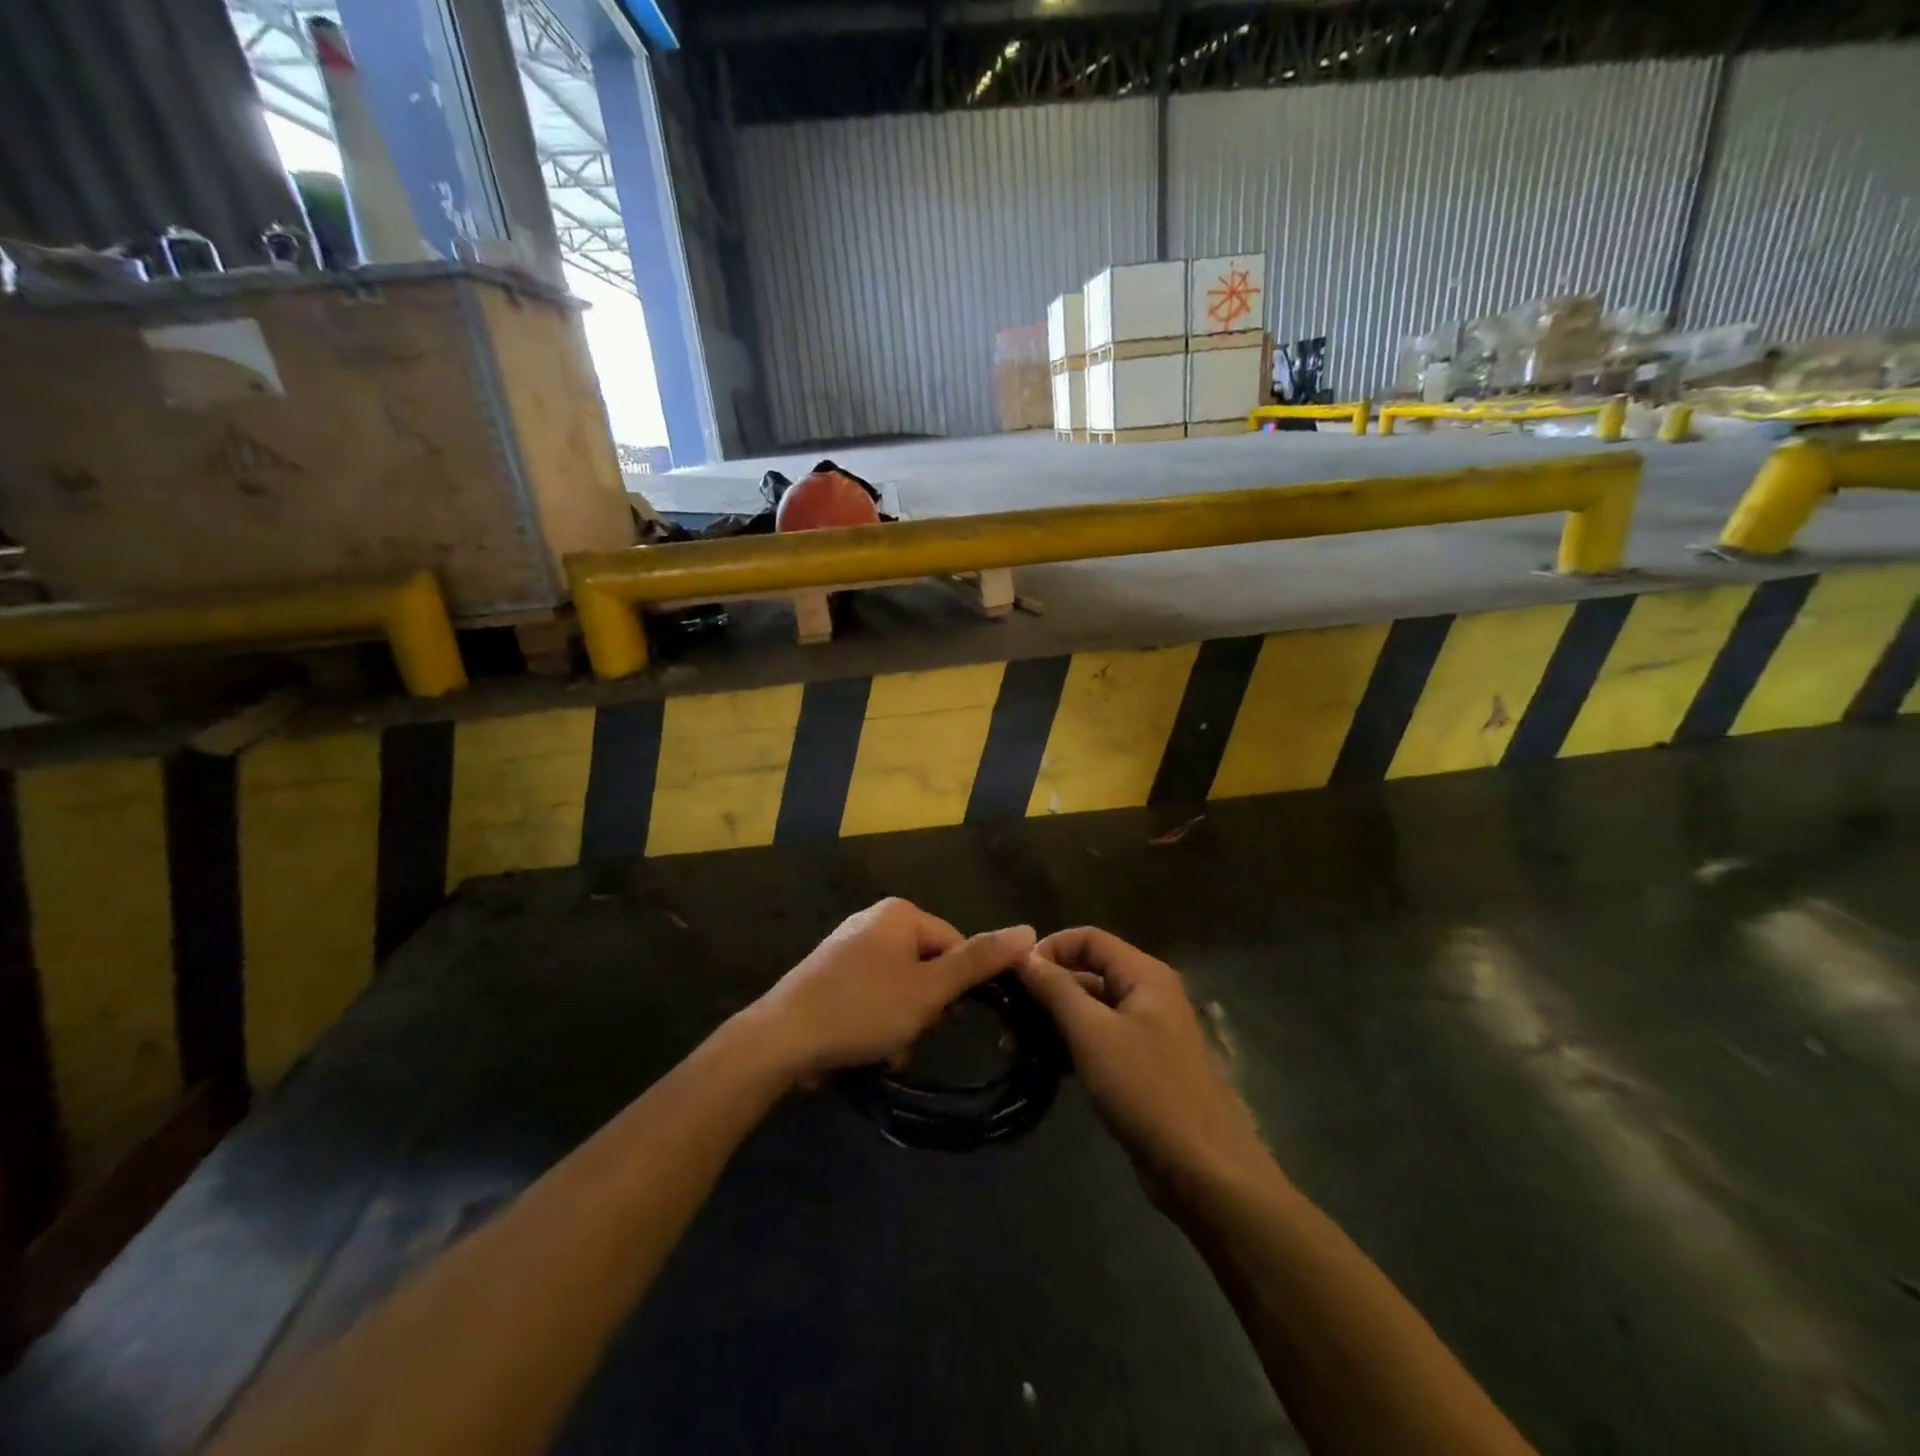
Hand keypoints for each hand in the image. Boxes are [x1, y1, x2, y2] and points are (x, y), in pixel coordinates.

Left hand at [748, 898, 1035, 1082]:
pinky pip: (873, 997)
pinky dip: (876, 1023)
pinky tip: (864, 1048)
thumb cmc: (862, 1009)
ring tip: (884, 1049)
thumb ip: (980, 961)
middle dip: (925, 1010)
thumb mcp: (930, 989)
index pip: (956, 945)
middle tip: (908, 1034)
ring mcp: (849, 948)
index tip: (942, 1019)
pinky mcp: (831, 976)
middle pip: (928, 968)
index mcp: (900, 914)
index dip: (957, 988)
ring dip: (902, 1024)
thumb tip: (1029, 930)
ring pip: (901, 989)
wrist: (781, 1040)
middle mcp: (874, 921)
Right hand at [1018, 927, 1270, 1208]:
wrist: (1204, 1171)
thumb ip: (1056, 989)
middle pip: (1090, 971)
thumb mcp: (1093, 1033)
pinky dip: (1072, 1044)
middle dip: (1047, 987)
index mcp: (1145, 975)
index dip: (1049, 948)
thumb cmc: (1147, 1090)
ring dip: (1055, 1019)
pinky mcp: (1143, 1066)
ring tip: (1014, 1041)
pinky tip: (1043, 1063)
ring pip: (1092, 1008)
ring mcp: (1148, 1032)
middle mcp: (1148, 994)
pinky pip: (1101, 1039)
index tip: (1013, 974)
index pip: (1089, 938)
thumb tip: (1023, 954)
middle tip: (1006, 1013)